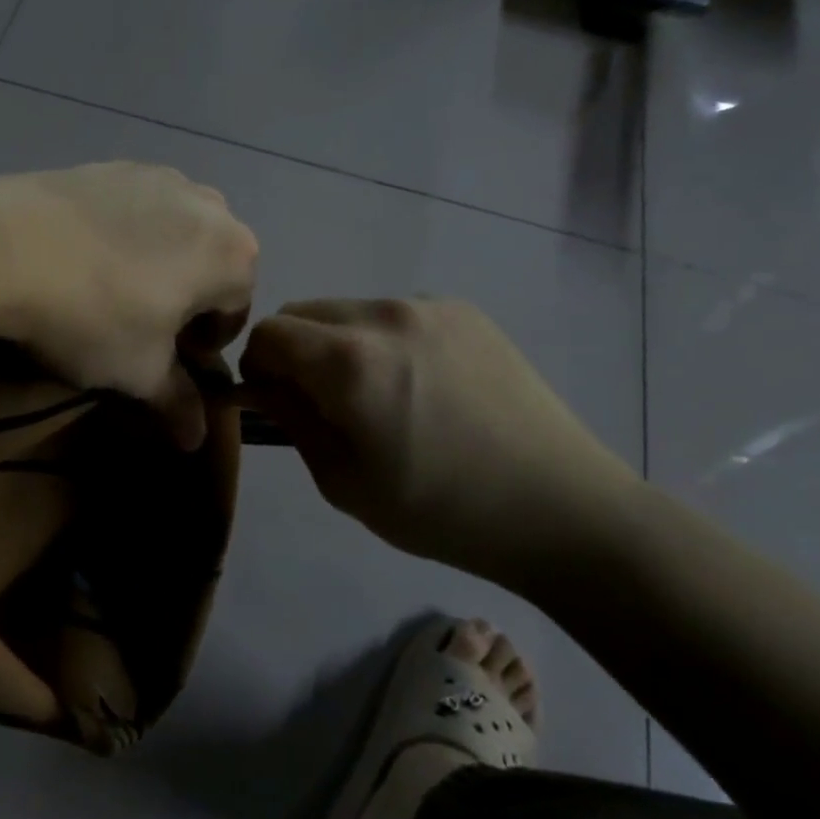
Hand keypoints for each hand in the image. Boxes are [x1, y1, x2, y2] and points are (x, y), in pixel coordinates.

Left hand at [0, 164, 257, 448]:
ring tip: (110, 292)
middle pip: (210, 266)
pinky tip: (81, 259)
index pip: (237, 310)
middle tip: (141, 329)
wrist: (1, 244)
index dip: (205, 344)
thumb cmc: (92, 316)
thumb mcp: (138, 373)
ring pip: (174, 233)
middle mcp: (209, 204)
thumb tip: (196, 439)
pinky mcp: (110, 165)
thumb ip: (177, 403)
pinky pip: (135, 208)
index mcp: (234, 254)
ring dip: (157, 265)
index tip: (168, 362)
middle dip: (185, 300)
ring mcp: (157, 175)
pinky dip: (124, 236)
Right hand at [239, 298, 638, 583]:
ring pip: (348, 311)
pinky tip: (421, 387)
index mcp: (350, 361)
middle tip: (321, 404)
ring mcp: (431, 307)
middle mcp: (385, 315)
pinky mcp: (466, 312)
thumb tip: (260, 385)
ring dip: (338, 345)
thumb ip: (292, 420)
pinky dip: (382, 341)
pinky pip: (395, 315)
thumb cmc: (442, 511)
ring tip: (378, 398)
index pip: (267, 334)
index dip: (257, 368)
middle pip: (302, 313)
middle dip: (293, 352)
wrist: (562, 509)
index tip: (274, 404)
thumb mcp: (344, 482)